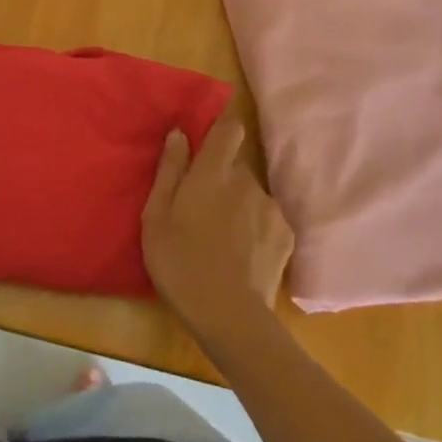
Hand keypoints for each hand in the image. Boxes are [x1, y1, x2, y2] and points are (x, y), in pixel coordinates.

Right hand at [141, 110, 293, 342]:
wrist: (230, 316)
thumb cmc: (180, 263)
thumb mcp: (156, 217)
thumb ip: (169, 170)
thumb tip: (180, 133)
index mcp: (213, 172)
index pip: (229, 128)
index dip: (223, 125)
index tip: (212, 134)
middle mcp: (247, 180)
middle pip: (236, 166)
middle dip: (221, 178)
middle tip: (201, 209)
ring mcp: (270, 208)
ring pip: (251, 194)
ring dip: (239, 205)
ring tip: (222, 239)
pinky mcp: (286, 235)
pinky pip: (266, 218)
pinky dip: (255, 228)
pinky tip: (242, 254)